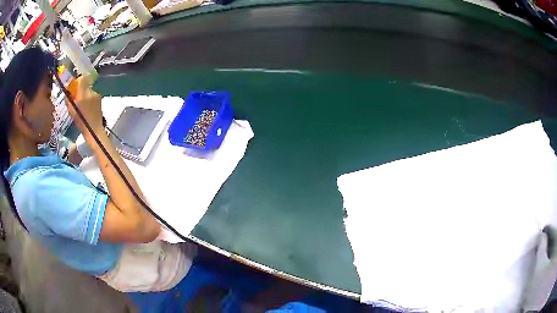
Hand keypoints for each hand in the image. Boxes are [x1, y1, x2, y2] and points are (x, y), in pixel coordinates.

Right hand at [65, 75, 102, 132]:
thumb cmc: (81, 122)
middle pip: (85, 84)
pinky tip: (88, 107)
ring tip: (83, 105)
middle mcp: (91, 92)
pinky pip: (93, 95)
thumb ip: (68, 99)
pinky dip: (89, 99)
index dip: (78, 80)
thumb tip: (67, 89)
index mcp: (83, 94)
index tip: (74, 86)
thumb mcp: (71, 111)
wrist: (94, 130)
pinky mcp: (100, 99)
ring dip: (85, 95)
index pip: (82, 79)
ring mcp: (97, 95)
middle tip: (77, 97)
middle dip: (81, 89)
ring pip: (89, 90)